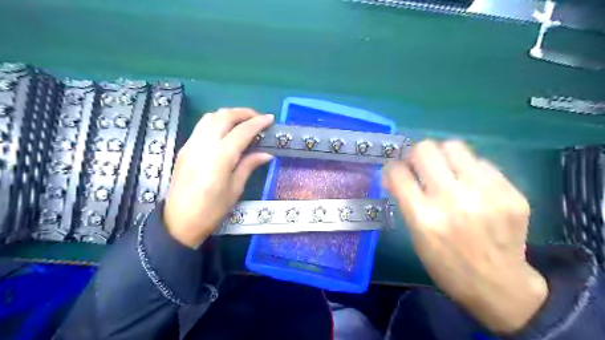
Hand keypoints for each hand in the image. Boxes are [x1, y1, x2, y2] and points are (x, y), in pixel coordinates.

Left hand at [162, 108, 273, 246]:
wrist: (179, 221)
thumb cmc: (212, 210)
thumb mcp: (235, 189)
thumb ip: (249, 165)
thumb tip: (266, 154)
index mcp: (220, 158)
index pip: (241, 131)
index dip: (257, 123)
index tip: (270, 119)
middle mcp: (203, 145)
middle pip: (224, 116)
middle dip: (243, 113)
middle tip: (258, 118)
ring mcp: (191, 144)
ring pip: (210, 117)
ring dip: (229, 114)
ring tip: (243, 122)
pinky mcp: (185, 148)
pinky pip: (202, 126)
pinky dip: (217, 121)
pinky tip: (226, 131)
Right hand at [385, 139, 551, 332]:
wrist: (500, 286)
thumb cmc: (447, 265)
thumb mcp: (416, 237)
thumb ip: (406, 201)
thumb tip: (395, 174)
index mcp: (424, 217)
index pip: (398, 172)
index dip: (392, 167)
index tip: (396, 170)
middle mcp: (453, 200)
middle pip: (425, 149)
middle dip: (416, 154)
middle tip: (420, 166)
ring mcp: (486, 193)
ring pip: (454, 146)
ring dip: (443, 156)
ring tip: (446, 170)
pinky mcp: (510, 192)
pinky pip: (481, 163)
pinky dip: (469, 170)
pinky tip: (472, 186)